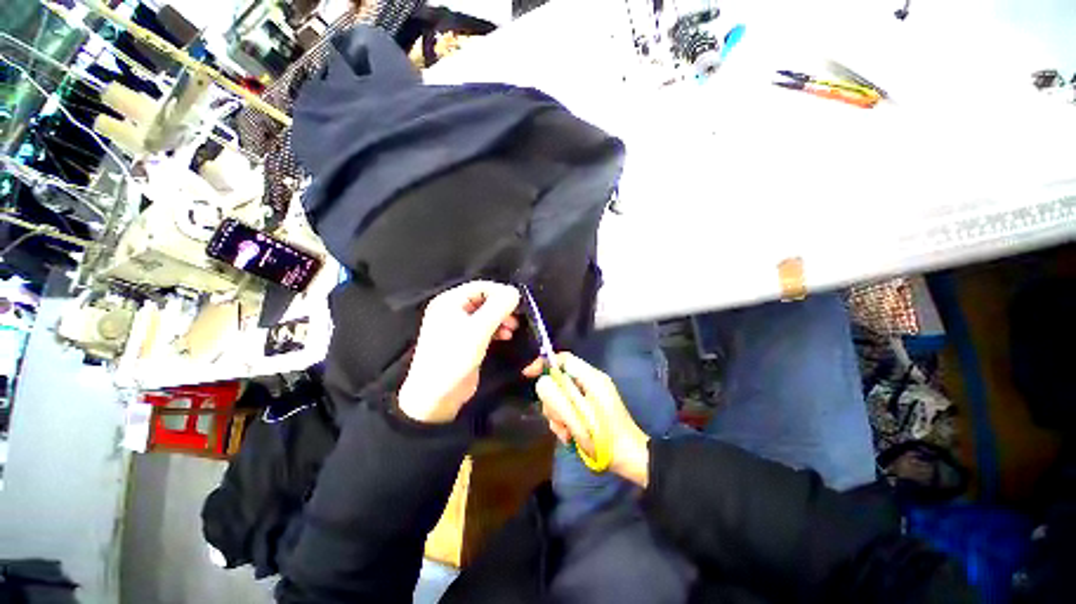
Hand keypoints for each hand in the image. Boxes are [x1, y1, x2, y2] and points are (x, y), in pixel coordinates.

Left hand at [398, 281, 520, 423]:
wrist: (436, 396)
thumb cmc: (454, 357)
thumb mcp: (478, 330)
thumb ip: (498, 308)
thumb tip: (515, 292)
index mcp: (449, 301)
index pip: (480, 287)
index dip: (501, 292)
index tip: (518, 304)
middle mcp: (453, 310)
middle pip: (485, 299)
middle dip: (502, 308)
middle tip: (516, 319)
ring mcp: (459, 326)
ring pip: (487, 314)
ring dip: (502, 319)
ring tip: (512, 330)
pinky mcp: (466, 341)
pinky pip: (485, 328)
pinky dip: (497, 329)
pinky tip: (506, 337)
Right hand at [525, 353, 650, 485]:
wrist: (628, 458)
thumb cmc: (605, 435)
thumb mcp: (578, 414)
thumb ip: (558, 395)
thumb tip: (542, 382)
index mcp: (591, 377)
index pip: (563, 358)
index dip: (544, 363)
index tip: (528, 375)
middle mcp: (589, 383)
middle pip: (558, 380)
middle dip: (553, 400)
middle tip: (558, 418)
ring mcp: (588, 397)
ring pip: (560, 397)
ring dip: (558, 415)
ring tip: (566, 432)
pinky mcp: (587, 411)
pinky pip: (567, 410)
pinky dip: (564, 423)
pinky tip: (569, 437)